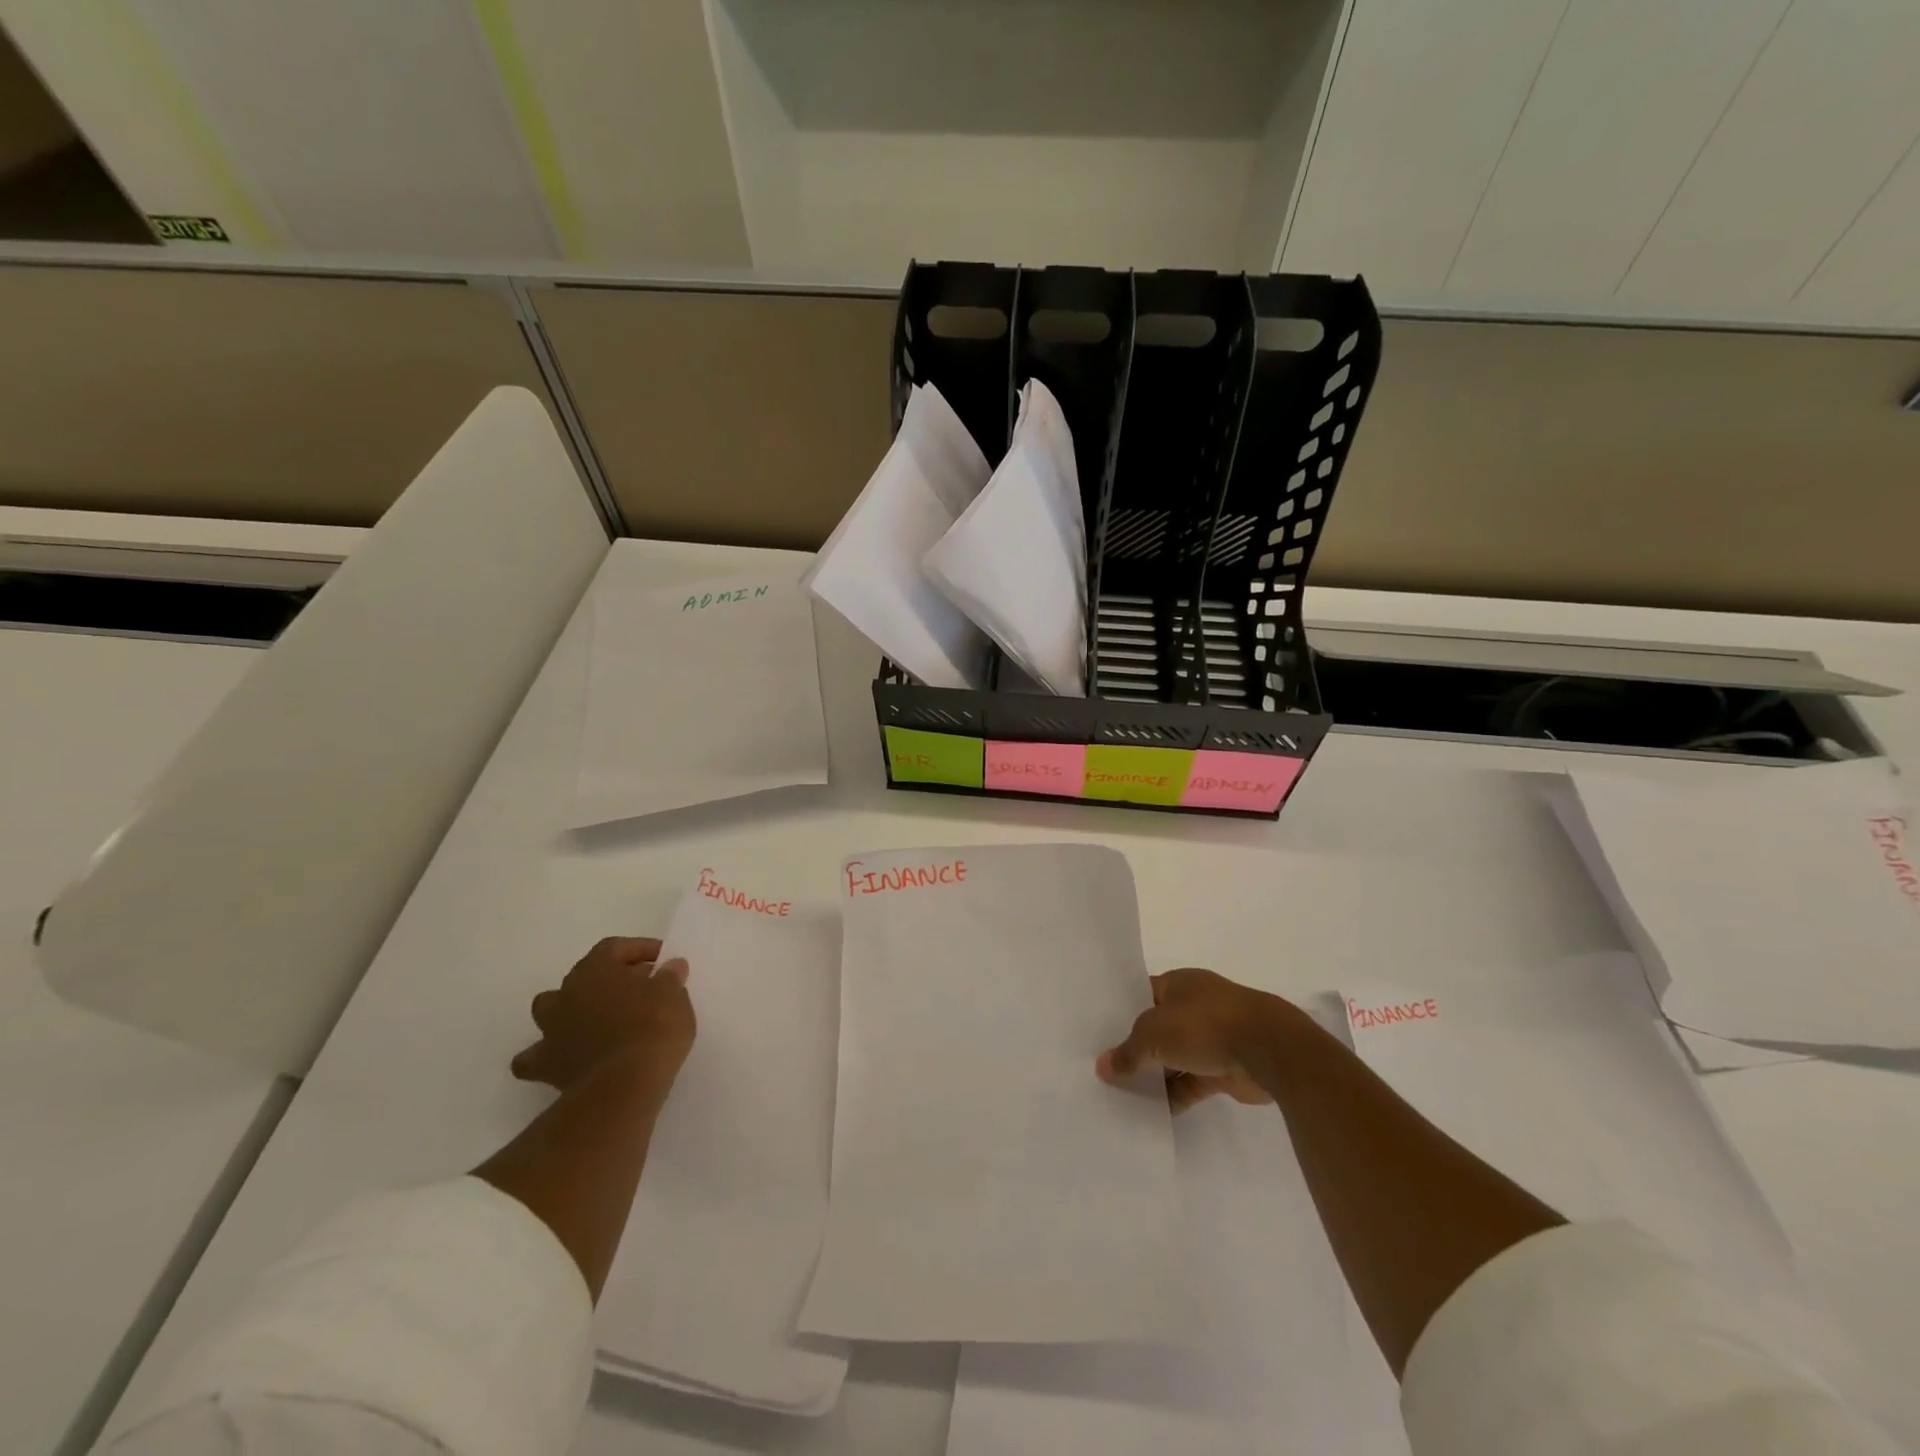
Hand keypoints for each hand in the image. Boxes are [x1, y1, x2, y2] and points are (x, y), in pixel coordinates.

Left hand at [512, 937, 694, 1094]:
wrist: (626, 1083)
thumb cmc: (653, 1027)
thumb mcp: (673, 994)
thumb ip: (669, 976)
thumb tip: (671, 966)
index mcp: (595, 970)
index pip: (613, 947)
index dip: (639, 949)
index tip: (663, 960)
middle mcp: (566, 994)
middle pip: (583, 976)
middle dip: (610, 979)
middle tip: (640, 989)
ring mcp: (551, 1030)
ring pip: (550, 1010)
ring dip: (571, 1010)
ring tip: (599, 1020)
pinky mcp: (547, 1066)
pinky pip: (535, 1058)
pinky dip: (546, 1055)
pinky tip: (564, 1059)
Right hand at [1096, 968, 1293, 1112]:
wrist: (1268, 1049)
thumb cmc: (1205, 1025)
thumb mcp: (1154, 1034)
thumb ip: (1128, 1052)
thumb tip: (1103, 1067)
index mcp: (1180, 984)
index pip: (1143, 993)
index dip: (1121, 1010)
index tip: (1099, 1031)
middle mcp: (1196, 1006)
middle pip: (1159, 1028)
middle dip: (1137, 1047)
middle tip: (1107, 1068)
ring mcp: (1214, 1037)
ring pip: (1176, 1057)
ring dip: (1157, 1075)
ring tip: (1124, 1094)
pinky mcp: (1226, 1069)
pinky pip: (1194, 1082)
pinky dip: (1177, 1095)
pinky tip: (1155, 1112)